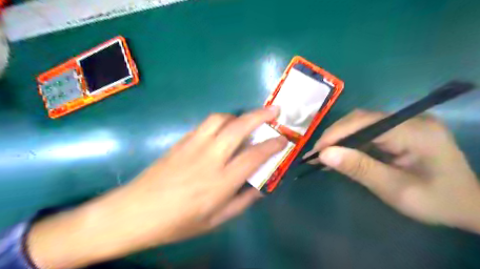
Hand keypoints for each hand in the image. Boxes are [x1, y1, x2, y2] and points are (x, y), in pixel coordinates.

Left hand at [28, 107, 286, 268]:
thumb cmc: (177, 222)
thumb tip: (260, 188)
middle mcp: (210, 158)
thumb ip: (241, 202)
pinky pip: (206, 124)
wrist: (135, 211)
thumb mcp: (214, 221)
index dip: (272, 145)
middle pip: (238, 128)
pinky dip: (221, 121)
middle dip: (260, 116)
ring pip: (220, 119)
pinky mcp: (182, 141)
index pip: (253, 156)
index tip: (283, 139)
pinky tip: (224, 128)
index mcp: (220, 182)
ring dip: (238, 116)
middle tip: (274, 111)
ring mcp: (193, 146)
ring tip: (247, 120)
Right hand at [305, 111, 479, 231]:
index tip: (316, 151)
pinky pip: (368, 132)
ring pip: (362, 124)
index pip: (366, 122)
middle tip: (316, 153)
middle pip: (361, 119)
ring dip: (340, 138)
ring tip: (323, 154)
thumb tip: (323, 155)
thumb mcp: (395, 189)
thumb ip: (360, 169)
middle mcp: (410, 120)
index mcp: (415, 131)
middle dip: (335, 135)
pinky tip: (340, 153)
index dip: (336, 134)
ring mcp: (405, 123)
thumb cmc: (436, 201)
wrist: (469, 206)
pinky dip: (350, 142)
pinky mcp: (400, 130)